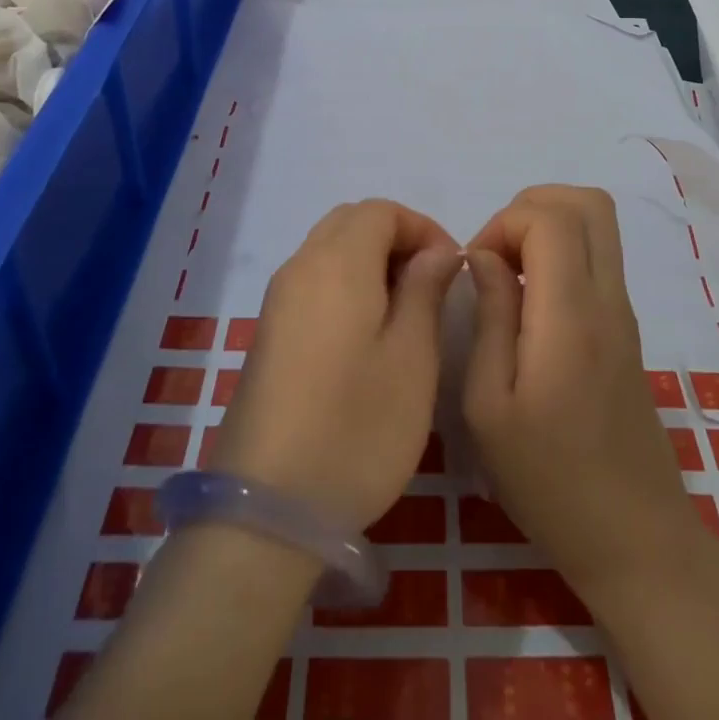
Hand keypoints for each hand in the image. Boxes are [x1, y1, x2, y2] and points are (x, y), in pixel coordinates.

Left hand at [210, 199, 461, 530]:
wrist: (266, 509)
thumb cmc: (356, 427)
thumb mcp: (412, 358)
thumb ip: (426, 289)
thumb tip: (437, 251)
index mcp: (337, 262)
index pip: (380, 210)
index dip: (422, 226)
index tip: (452, 266)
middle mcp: (300, 266)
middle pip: (351, 221)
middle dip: (395, 237)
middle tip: (431, 282)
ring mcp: (278, 300)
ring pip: (329, 249)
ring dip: (370, 259)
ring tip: (405, 310)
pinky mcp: (268, 333)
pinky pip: (313, 280)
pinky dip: (346, 283)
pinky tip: (366, 334)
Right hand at [463, 186, 706, 597]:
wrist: (634, 537)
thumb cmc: (549, 479)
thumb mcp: (489, 406)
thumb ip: (489, 316)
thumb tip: (484, 255)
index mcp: (572, 316)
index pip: (551, 218)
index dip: (504, 222)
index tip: (477, 266)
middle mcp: (607, 298)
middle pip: (587, 201)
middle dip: (530, 206)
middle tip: (496, 254)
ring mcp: (624, 310)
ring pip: (598, 222)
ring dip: (547, 225)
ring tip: (510, 273)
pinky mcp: (626, 326)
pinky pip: (598, 255)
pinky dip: (561, 251)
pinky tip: (531, 301)